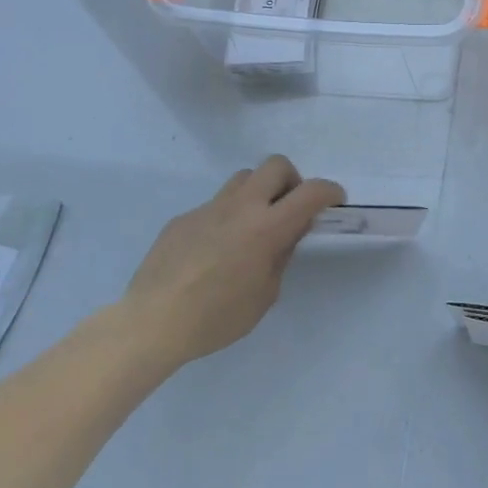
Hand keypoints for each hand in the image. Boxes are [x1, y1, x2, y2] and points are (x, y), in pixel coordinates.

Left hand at [122, 156, 344, 367]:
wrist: (152, 322)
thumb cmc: (217, 317)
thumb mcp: (264, 295)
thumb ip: (280, 256)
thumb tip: (286, 233)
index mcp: (266, 228)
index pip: (310, 192)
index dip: (330, 191)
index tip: (335, 201)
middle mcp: (240, 207)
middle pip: (276, 165)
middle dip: (292, 180)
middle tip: (289, 210)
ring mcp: (208, 208)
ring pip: (243, 178)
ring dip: (258, 193)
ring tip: (253, 227)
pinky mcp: (183, 218)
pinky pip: (214, 206)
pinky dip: (226, 218)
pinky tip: (213, 253)